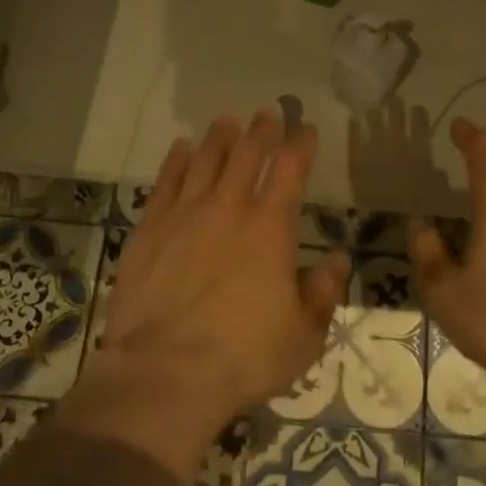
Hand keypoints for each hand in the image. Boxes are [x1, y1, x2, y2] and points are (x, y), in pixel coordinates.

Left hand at [99, 112, 350, 427]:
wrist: (165, 372)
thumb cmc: (244, 356)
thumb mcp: (303, 335)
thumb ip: (323, 292)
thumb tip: (335, 260)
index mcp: (270, 227)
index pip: (290, 170)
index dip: (301, 145)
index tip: (306, 129)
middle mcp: (229, 208)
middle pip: (247, 154)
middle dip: (262, 130)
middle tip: (268, 113)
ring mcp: (185, 215)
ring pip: (206, 160)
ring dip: (220, 137)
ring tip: (228, 120)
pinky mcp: (149, 229)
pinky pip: (166, 182)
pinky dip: (177, 160)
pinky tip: (182, 148)